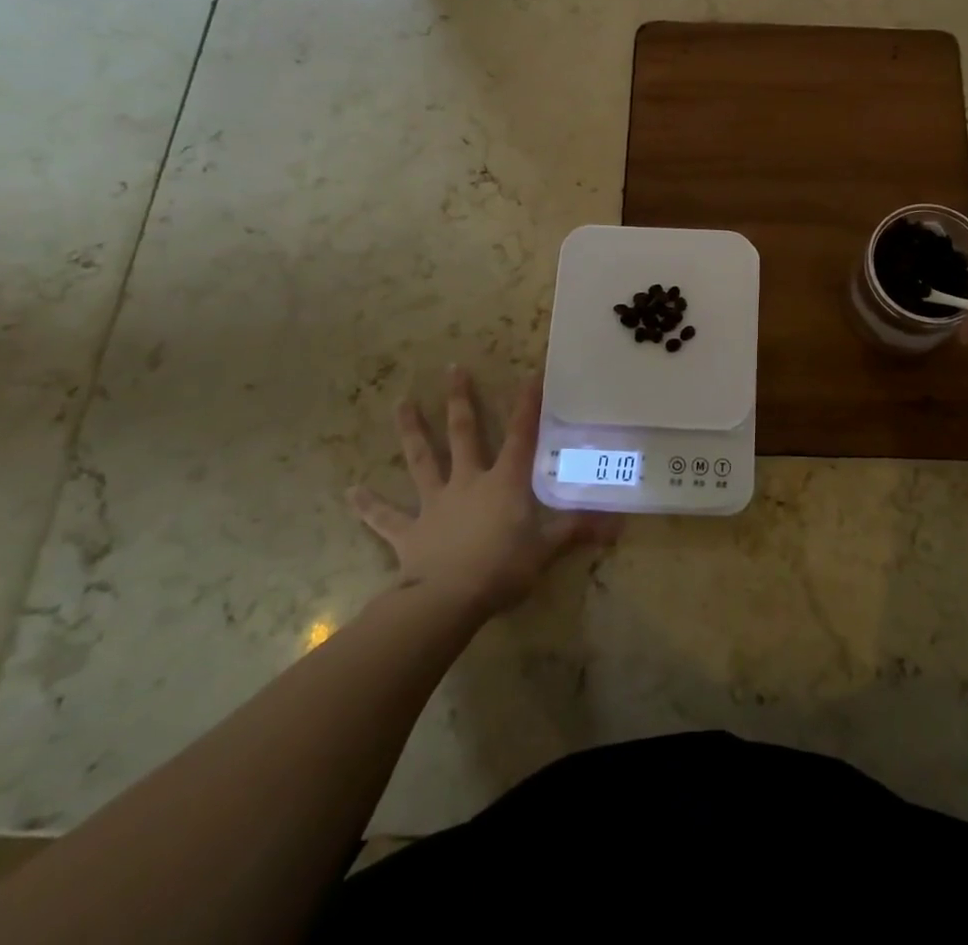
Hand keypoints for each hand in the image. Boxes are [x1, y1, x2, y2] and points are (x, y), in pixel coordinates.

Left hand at [347, 366, 619, 618]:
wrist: (447, 600)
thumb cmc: (502, 569)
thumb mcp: (546, 550)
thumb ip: (577, 531)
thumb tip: (618, 526)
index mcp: (504, 482)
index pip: (522, 435)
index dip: (528, 405)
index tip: (530, 373)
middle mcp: (468, 481)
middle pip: (464, 433)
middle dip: (459, 400)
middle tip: (451, 368)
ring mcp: (435, 503)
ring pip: (421, 460)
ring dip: (411, 431)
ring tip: (399, 403)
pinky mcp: (409, 531)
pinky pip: (386, 517)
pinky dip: (368, 505)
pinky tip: (349, 492)